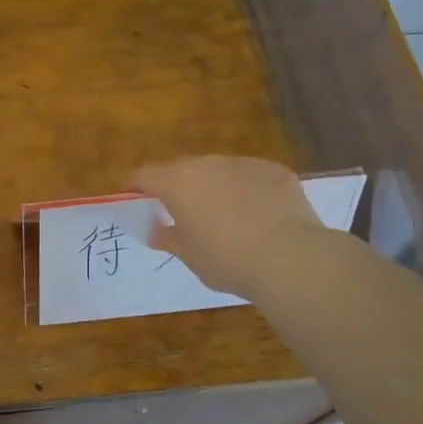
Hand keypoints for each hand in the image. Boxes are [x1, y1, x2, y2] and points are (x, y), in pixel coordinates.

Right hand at [129, 155, 323, 300]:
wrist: (290, 258)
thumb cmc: (226, 259)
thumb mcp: (188, 255)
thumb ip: (168, 237)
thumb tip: (156, 231)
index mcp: (178, 182)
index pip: (144, 175)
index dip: (134, 186)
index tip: (132, 199)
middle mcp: (208, 164)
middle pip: (181, 169)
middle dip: (175, 187)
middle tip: (179, 212)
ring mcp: (244, 164)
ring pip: (218, 171)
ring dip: (212, 187)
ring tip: (222, 216)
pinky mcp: (275, 171)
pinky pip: (250, 178)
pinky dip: (245, 191)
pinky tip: (257, 217)